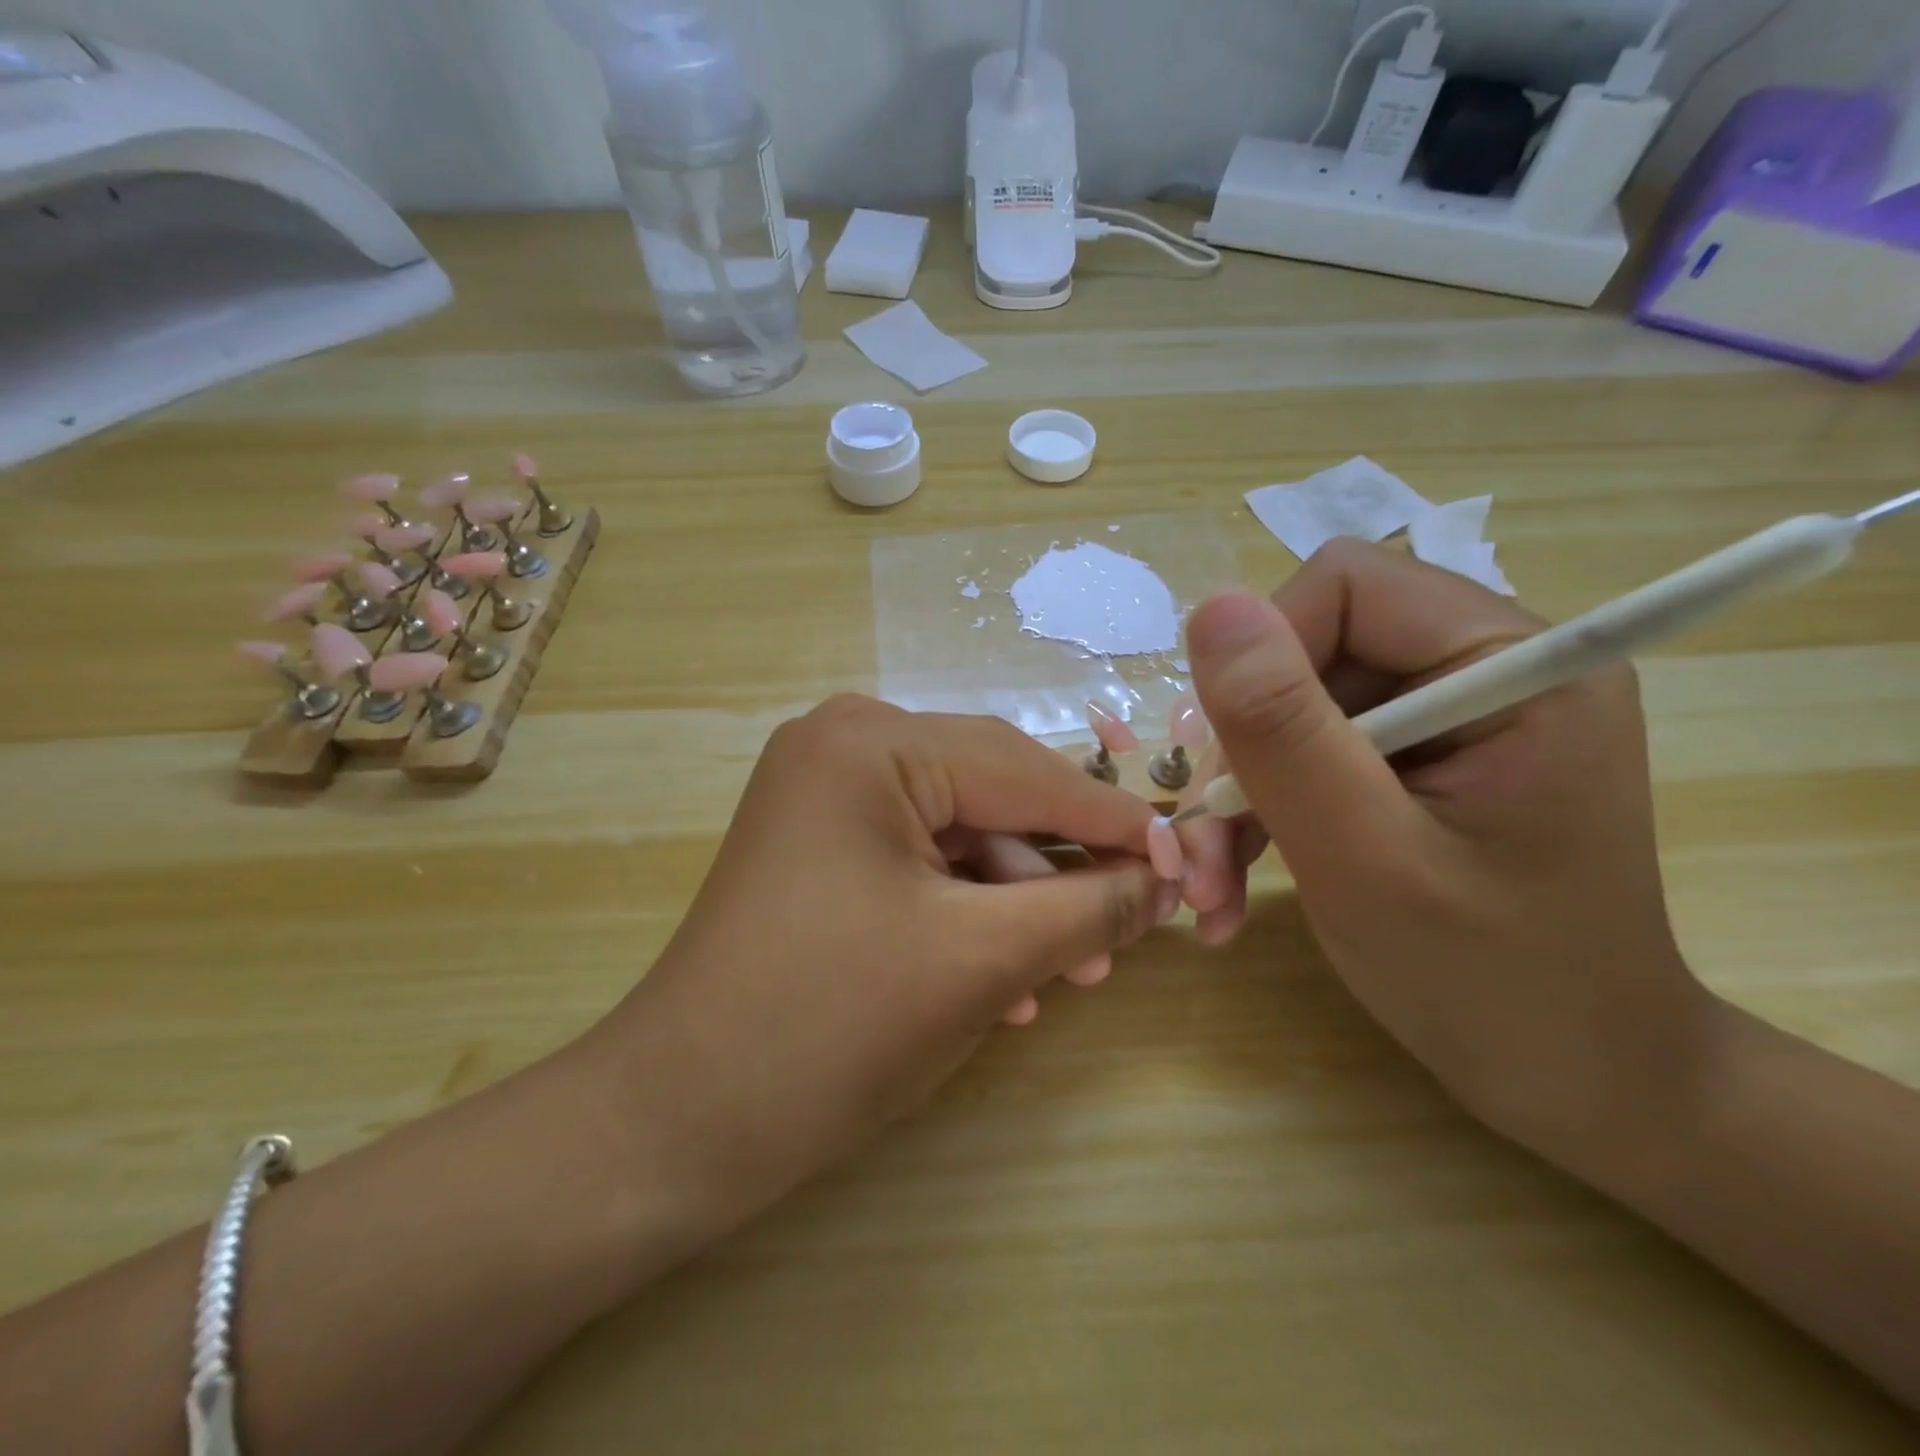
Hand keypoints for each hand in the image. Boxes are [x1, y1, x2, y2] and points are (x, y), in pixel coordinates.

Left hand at [593, 696, 1178, 1222]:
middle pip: (993, 793)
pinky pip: (920, 859)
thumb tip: (1165, 880)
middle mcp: (844, 744)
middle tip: (1132, 923)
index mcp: (871, 743)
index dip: (1113, 821)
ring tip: (1070, 970)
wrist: (677, 1121)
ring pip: (960, 832)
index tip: (1188, 862)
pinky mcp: (821, 843)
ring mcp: (825, 793)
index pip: (1024, 771)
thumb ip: (1086, 906)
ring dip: (1018, 899)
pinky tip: (1007, 980)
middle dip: (1061, 865)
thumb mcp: (981, 960)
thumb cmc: (830, 1027)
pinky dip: (968, 910)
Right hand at [1179, 541, 1717, 1154]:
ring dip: (1238, 796)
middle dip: (1240, 750)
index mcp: (1512, 663)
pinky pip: (1309, 752)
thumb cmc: (1491, 982)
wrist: (1576, 1081)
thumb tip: (1211, 608)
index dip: (1263, 663)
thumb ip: (1284, 730)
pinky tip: (1235, 885)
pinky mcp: (1419, 760)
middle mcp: (1485, 668)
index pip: (1342, 587)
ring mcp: (1449, 716)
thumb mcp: (1365, 857)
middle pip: (1307, 651)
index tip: (1232, 768)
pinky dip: (1262, 813)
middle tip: (1201, 851)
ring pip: (1292, 708)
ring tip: (1210, 886)